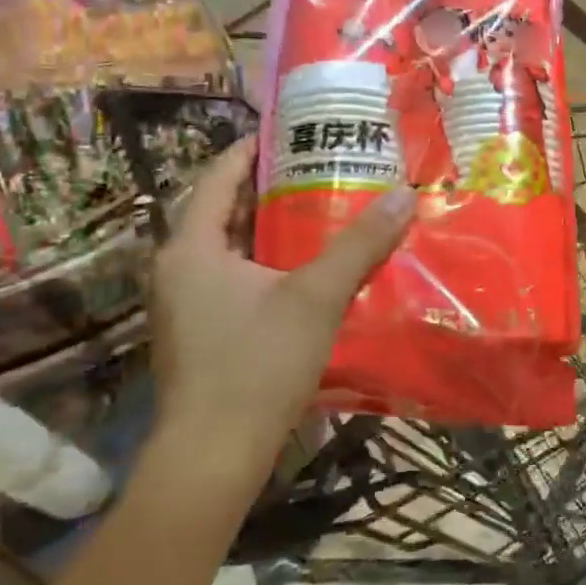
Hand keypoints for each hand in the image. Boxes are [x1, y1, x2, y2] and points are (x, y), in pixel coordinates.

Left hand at [147, 140, 414, 485]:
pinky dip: (272, 263)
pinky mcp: (204, 334)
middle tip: (325, 167)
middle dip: (274, 187)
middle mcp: (180, 269)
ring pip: (235, 248)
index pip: (219, 177)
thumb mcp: (316, 297)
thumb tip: (405, 194)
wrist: (214, 456)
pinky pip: (239, 279)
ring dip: (276, 228)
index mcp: (192, 248)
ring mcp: (188, 305)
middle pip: (227, 211)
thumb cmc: (256, 364)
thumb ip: (360, 244)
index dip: (254, 148)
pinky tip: (312, 270)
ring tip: (326, 210)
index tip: (294, 129)